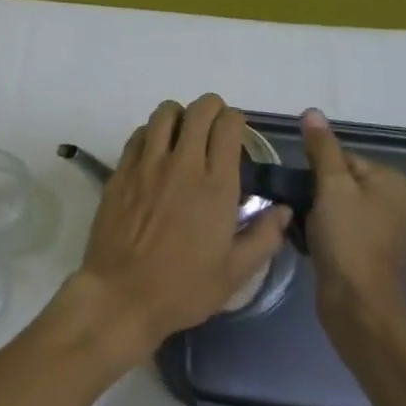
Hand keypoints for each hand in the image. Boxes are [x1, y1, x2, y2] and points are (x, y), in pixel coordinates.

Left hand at [72, 95, 289, 360]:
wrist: (121, 295)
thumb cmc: (183, 288)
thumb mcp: (235, 274)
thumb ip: (264, 237)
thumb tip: (284, 209)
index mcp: (216, 186)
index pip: (228, 126)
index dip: (236, 122)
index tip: (237, 135)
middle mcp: (182, 164)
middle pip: (199, 110)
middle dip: (211, 109)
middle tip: (214, 127)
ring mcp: (147, 164)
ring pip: (165, 113)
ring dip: (180, 115)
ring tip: (184, 134)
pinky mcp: (122, 170)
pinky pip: (139, 133)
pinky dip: (152, 133)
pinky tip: (156, 152)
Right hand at [300, 108, 405, 338]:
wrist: (359, 306)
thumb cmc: (348, 239)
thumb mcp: (331, 186)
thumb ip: (321, 148)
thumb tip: (312, 112)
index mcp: (391, 182)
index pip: (341, 158)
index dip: (315, 171)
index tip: (300, 189)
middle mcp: (394, 203)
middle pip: (338, 183)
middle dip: (313, 194)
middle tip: (295, 208)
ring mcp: (383, 233)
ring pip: (335, 208)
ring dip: (313, 214)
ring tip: (297, 226)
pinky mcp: (369, 256)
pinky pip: (338, 232)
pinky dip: (321, 234)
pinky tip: (306, 244)